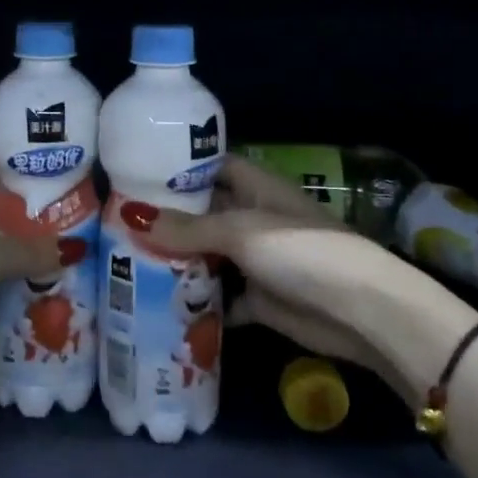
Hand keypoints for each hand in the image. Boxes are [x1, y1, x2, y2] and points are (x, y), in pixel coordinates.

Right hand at [120, 157, 425, 404]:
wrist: (359, 311)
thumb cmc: (300, 251)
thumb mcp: (241, 231)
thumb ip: (188, 226)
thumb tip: (132, 215)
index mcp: (255, 188)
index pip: (212, 167)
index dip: (179, 168)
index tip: (136, 173)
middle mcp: (253, 219)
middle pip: (205, 213)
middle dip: (169, 219)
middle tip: (118, 224)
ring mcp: (257, 260)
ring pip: (209, 255)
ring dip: (179, 260)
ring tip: (127, 263)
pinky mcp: (260, 299)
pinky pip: (221, 297)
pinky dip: (198, 302)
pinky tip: (161, 305)